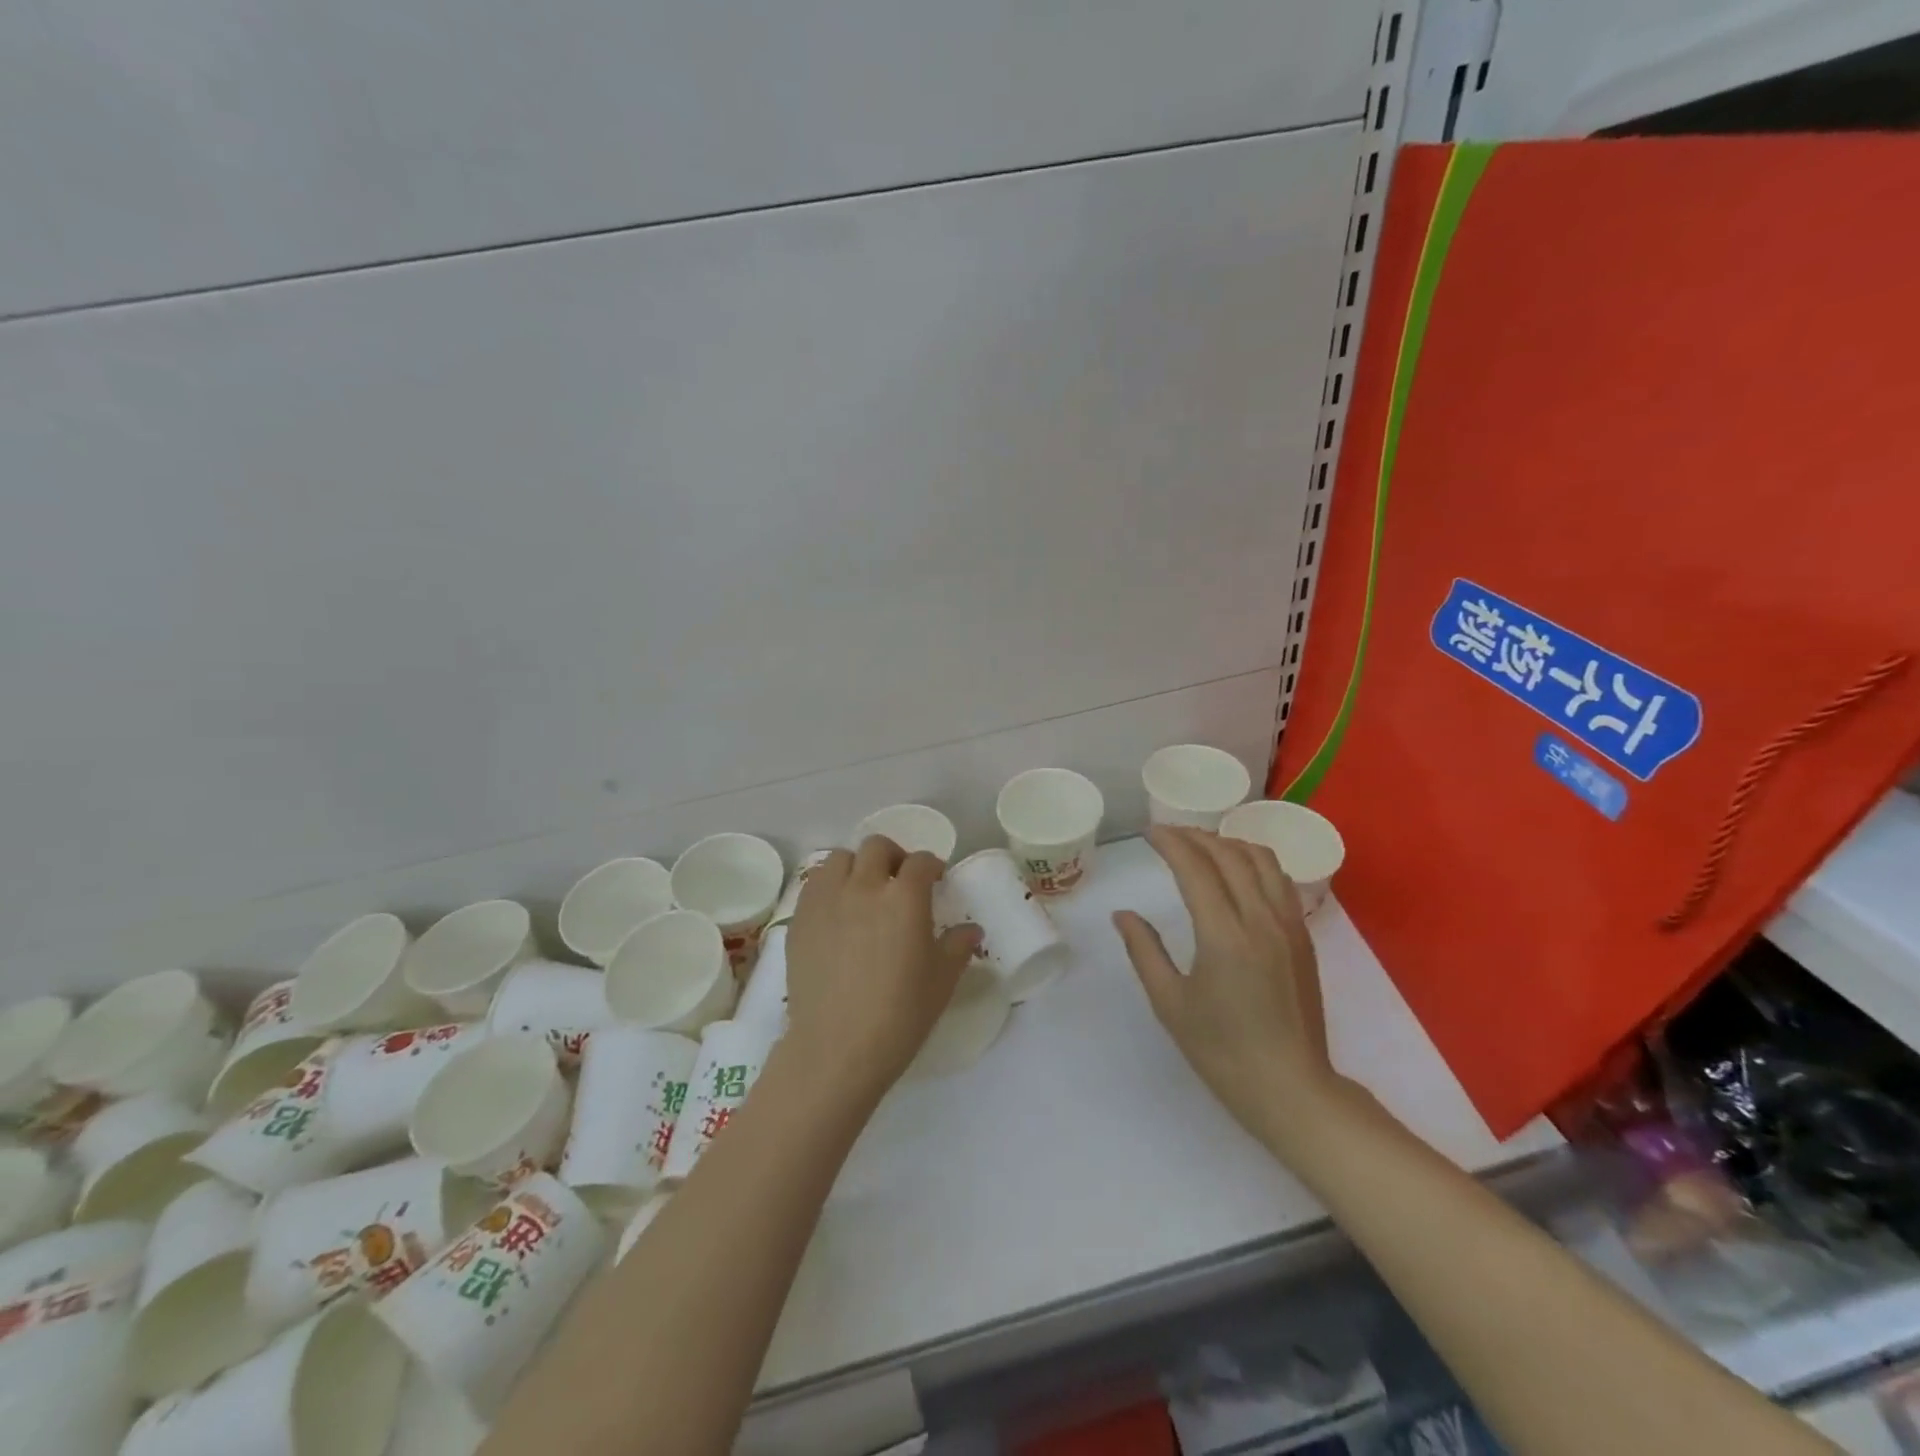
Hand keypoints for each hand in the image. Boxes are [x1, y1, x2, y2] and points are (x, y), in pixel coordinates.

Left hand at [781, 835, 977, 1101]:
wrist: (836, 1048)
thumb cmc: (899, 1015)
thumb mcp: (941, 982)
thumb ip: (958, 947)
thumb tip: (971, 930)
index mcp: (905, 898)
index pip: (921, 862)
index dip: (932, 866)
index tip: (936, 880)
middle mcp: (864, 887)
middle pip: (877, 847)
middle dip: (893, 857)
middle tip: (899, 882)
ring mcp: (827, 900)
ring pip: (840, 858)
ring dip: (856, 867)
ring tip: (863, 891)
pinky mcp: (800, 919)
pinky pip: (815, 885)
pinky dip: (829, 887)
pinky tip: (836, 912)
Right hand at [1116, 825, 1345, 1160]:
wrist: (1291, 1088)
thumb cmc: (1222, 1051)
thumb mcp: (1170, 1003)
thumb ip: (1144, 951)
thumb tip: (1123, 915)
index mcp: (1224, 935)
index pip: (1196, 868)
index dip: (1171, 842)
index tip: (1149, 833)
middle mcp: (1261, 919)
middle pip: (1229, 854)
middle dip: (1196, 836)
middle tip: (1168, 835)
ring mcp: (1288, 925)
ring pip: (1262, 860)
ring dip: (1228, 842)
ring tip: (1202, 844)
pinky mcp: (1303, 936)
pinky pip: (1280, 880)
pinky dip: (1254, 861)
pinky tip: (1239, 870)